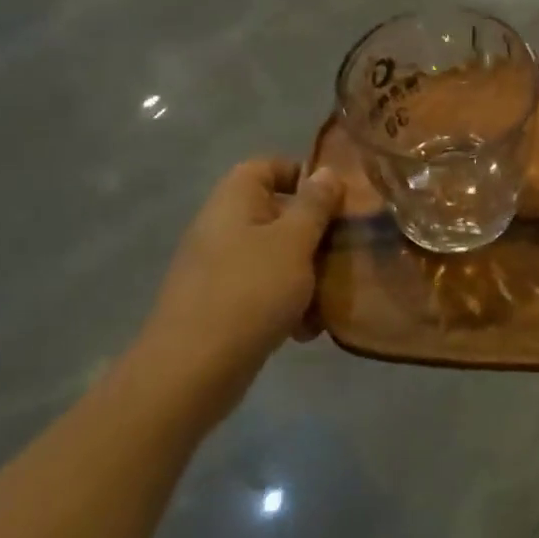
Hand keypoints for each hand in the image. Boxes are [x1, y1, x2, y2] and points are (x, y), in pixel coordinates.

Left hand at [145, 159, 342, 379]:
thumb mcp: (294, 242)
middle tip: (347, 250)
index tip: (337, 200)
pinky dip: (287, 304)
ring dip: (307, 274)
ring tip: (331, 297)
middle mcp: (224, 226)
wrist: (191, 372)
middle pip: (278, 214)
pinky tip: (307, 330)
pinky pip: (264, 291)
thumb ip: (314, 205)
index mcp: (235, 199)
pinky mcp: (223, 305)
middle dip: (315, 234)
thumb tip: (325, 171)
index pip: (268, 166)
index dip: (303, 175)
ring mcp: (220, 267)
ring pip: (276, 256)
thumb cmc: (249, 292)